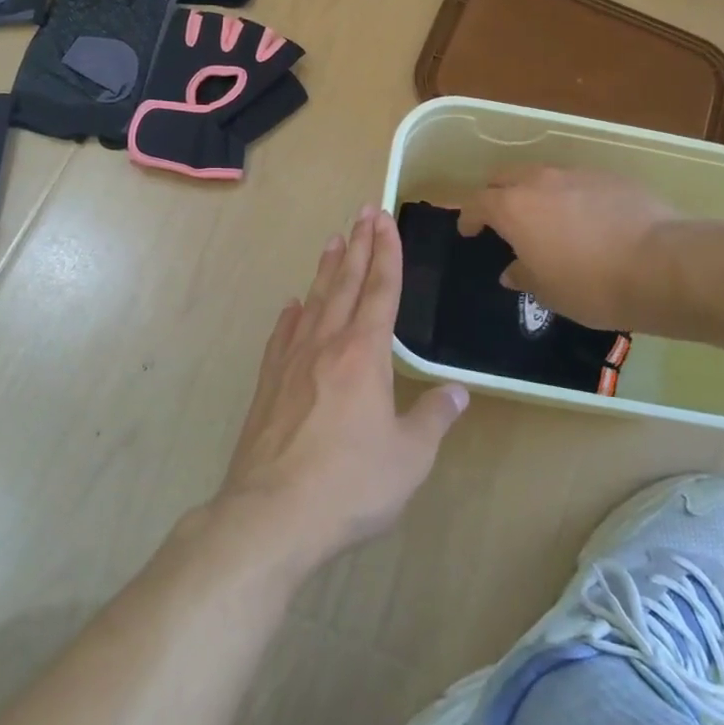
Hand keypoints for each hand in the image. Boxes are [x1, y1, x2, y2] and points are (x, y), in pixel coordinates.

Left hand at [217, 206, 468, 565]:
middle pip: (345, 284)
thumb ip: (433, 419)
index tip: (384, 219)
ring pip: (313, 302)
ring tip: (332, 241)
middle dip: (358, 246)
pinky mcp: (267, 384)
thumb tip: (456, 392)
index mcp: (364, 354)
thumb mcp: (409, 457)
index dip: (386, 253)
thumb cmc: (350, 484)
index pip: (380, 290)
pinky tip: (292, 307)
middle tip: (363, 211)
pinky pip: (282, 336)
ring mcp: (291, 362)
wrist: (272, 513)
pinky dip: (291, 315)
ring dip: (326, 269)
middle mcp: (326, 345)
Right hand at [457, 167, 678, 330]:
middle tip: (501, 217)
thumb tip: (512, 271)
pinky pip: (579, 182)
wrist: (663, 266)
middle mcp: (541, 182)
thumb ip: (524, 275)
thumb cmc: (592, 285)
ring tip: (546, 218)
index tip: (469, 230)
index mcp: (514, 208)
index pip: (477, 202)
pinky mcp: (612, 178)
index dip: (469, 216)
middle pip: (506, 176)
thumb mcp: (548, 292)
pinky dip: (572, 196)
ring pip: (544, 175)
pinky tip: (587, 220)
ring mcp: (578, 175)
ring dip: (536, 192)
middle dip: (497, 193)